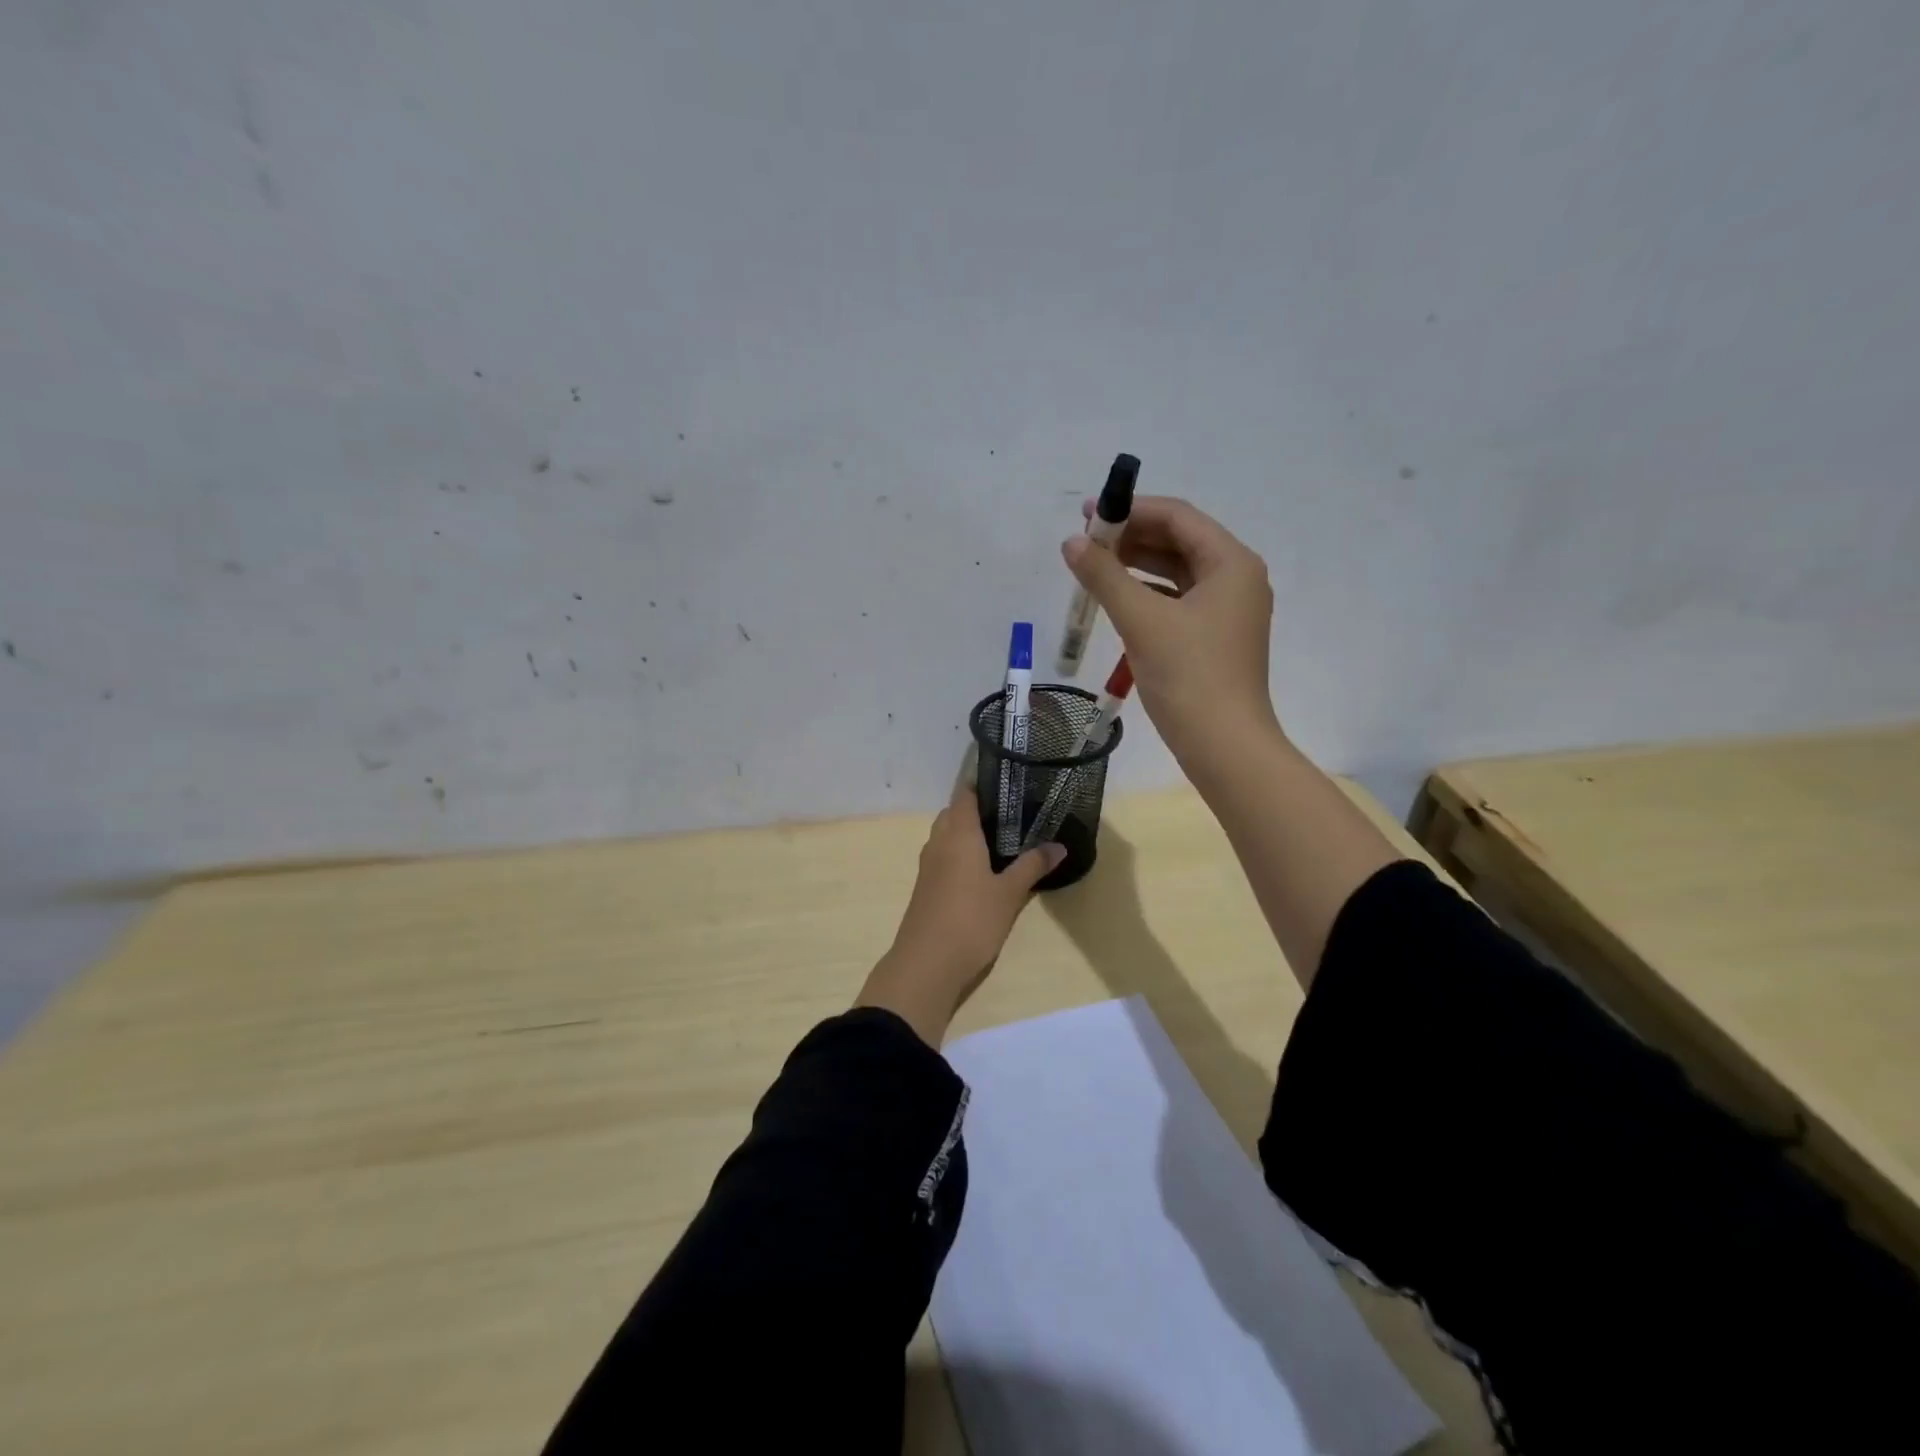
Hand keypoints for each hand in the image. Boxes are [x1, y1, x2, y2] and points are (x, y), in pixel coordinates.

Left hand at [854, 779, 1065, 1045]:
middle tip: (1013, 813)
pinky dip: (961, 853)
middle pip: (955, 813)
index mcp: (958, 833)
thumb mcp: (1009, 893)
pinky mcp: (926, 886)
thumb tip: (1059, 846)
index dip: (983, 784)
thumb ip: (1033, 865)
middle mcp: (939, 841)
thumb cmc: (971, 919)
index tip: (1008, 782)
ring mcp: (928, 865)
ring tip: (1002, 840)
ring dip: (968, 833)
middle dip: (979, 810)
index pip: (965, 793)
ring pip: (947, 835)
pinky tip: (983, 869)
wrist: (927, 964)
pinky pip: (944, 856)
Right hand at [1062, 495, 1280, 774]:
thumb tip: (1071, 543)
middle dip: (1132, 537)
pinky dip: (1148, 594)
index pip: (1178, 517)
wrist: (1224, 746)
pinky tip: (1118, 599)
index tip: (1087, 514)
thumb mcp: (1141, 621)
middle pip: (1180, 541)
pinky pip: (1178, 600)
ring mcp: (1228, 610)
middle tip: (1085, 541)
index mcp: (1231, 563)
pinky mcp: (1215, 637)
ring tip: (1094, 567)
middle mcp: (1237, 578)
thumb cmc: (1189, 676)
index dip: (1131, 510)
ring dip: (1137, 566)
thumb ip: (1104, 576)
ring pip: (1178, 572)